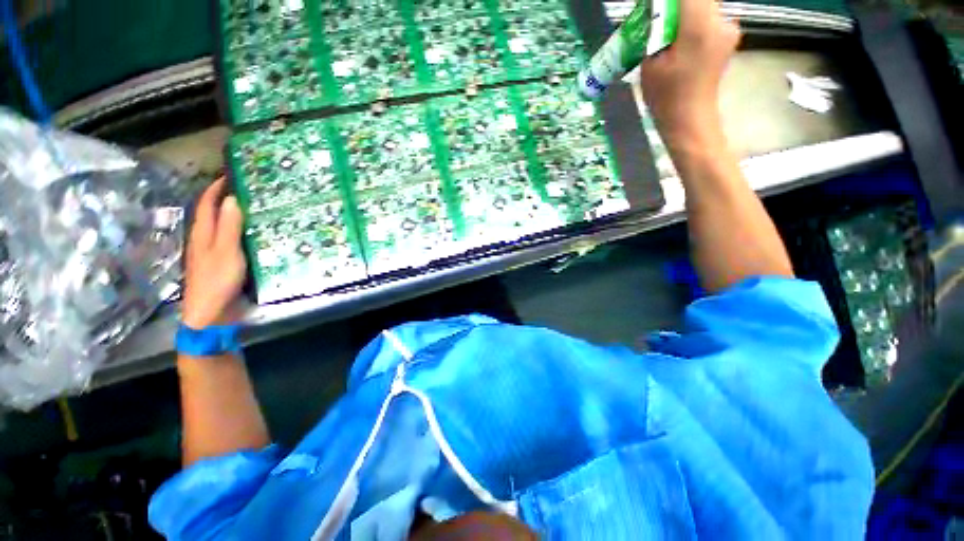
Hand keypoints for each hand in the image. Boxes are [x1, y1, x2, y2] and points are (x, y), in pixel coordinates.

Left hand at [182, 178, 245, 327]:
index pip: (206, 204)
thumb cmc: (217, 280)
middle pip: (213, 213)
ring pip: (222, 227)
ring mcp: (212, 252)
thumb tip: (232, 199)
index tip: (231, 175)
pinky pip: (231, 240)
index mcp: (203, 234)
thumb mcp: (226, 252)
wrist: (210, 313)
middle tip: (248, 190)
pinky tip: (253, 234)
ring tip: (254, 208)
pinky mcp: (222, 263)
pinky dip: (240, 232)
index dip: (215, 188)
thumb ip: (229, 227)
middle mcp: (205, 239)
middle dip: (225, 199)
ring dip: (234, 215)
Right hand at [640, 0, 740, 148]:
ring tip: (669, 36)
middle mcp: (721, 20)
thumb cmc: (665, 96)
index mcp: (699, 26)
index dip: (667, 3)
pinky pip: (710, 18)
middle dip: (675, 8)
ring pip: (705, 7)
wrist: (690, 119)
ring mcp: (729, 28)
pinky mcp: (729, 36)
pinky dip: (695, 22)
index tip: (655, 12)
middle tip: (658, 23)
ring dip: (685, 14)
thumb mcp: (649, 63)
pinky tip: (683, 41)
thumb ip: (655, 31)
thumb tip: (656, 13)